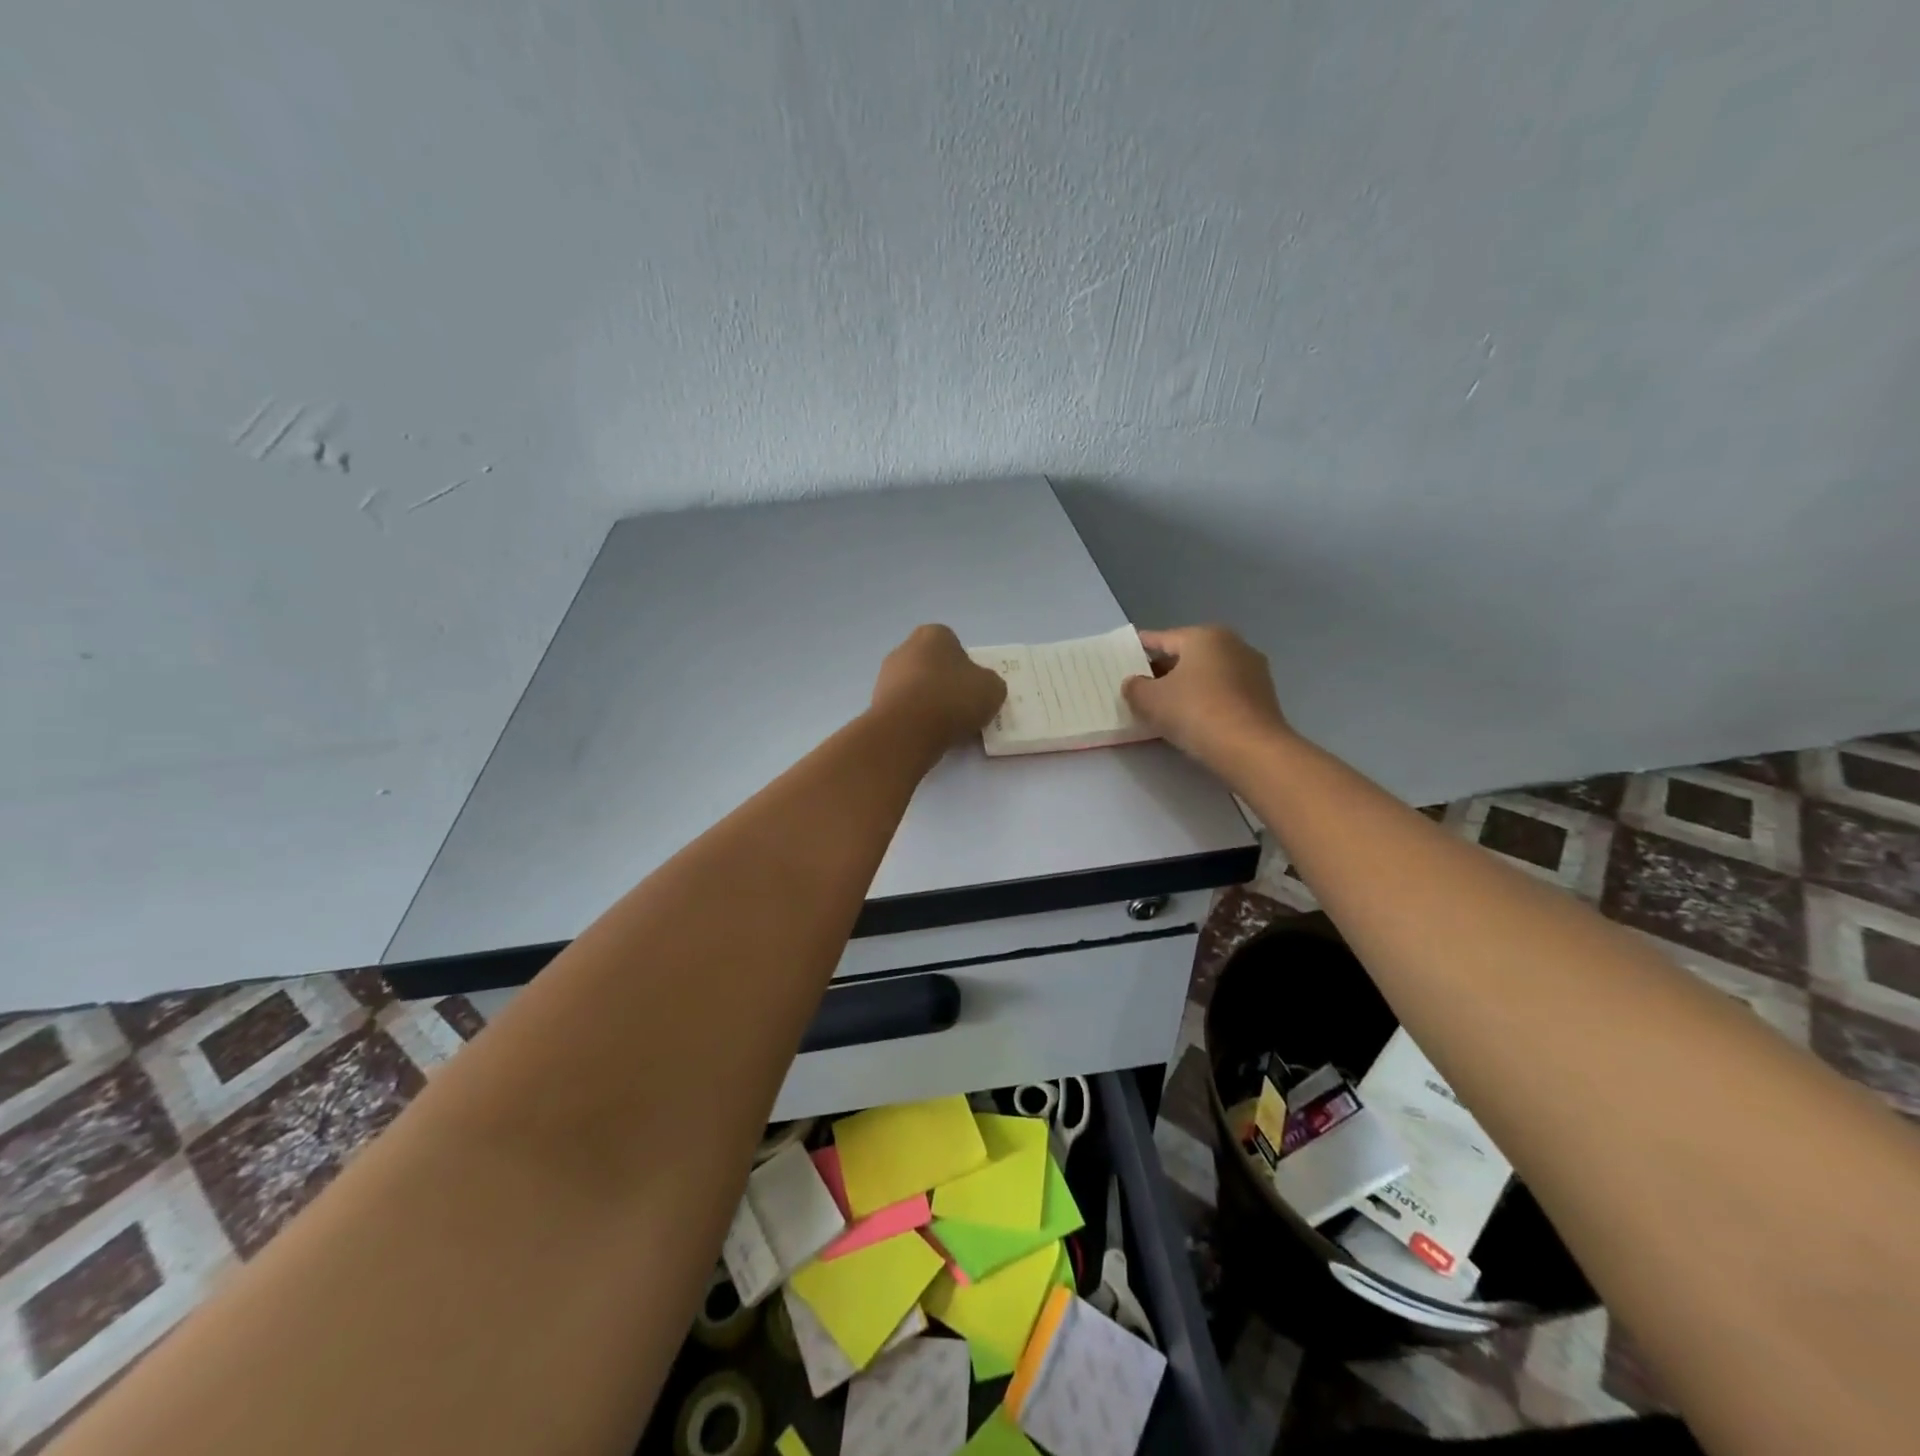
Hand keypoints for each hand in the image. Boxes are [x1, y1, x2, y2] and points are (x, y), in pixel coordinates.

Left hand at [871, 624, 1007, 749]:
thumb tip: (980, 688)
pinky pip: (904, 708)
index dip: (966, 668)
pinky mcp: (876, 702)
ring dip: (929, 703)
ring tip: (945, 727)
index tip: (972, 690)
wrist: (908, 730)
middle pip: (932, 666)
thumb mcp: (992, 689)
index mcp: (933, 634)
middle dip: (945, 685)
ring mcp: (886, 675)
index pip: (954, 646)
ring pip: (917, 688)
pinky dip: (915, 719)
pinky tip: (926, 734)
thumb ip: (989, 683)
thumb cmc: (952, 698)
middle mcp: (905, 648)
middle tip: (961, 709)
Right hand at [1122, 625, 1290, 768]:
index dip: (1139, 648)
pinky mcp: (1263, 697)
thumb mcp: (1149, 700)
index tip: (1123, 658)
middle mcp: (1233, 645)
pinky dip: (1206, 701)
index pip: (1162, 639)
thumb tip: (1135, 683)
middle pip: (1187, 656)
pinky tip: (1192, 720)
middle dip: (1162, 670)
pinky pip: (1224, 693)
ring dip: (1185, 687)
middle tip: (1140, 687)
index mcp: (1204, 636)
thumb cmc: (1195, 711)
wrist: (1251, 748)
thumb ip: (1134, 687)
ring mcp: (1253, 671)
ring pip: (1207, 675)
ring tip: (1164, 707)